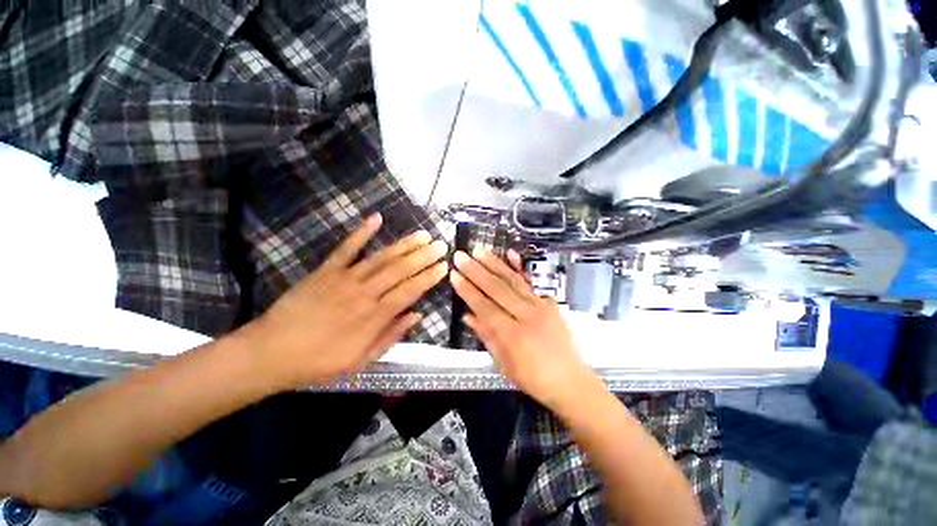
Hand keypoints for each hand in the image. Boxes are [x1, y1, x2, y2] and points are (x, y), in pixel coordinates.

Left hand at [243, 214, 448, 388]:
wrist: (270, 353)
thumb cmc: (319, 362)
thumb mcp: (361, 361)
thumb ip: (391, 336)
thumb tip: (417, 315)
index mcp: (373, 317)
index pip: (409, 291)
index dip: (428, 278)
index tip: (444, 267)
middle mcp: (364, 293)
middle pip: (400, 270)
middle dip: (423, 256)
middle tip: (441, 245)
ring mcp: (344, 278)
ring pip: (381, 258)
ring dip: (404, 245)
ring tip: (422, 234)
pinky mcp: (326, 270)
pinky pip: (346, 248)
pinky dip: (361, 232)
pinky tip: (376, 219)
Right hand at [451, 247, 597, 409]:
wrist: (570, 381)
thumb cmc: (533, 378)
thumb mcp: (504, 363)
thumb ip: (486, 336)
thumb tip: (467, 315)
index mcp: (513, 335)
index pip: (485, 307)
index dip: (468, 291)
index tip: (454, 275)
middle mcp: (527, 316)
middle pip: (498, 289)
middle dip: (476, 271)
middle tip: (461, 256)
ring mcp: (540, 306)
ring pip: (513, 281)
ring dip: (494, 263)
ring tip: (479, 250)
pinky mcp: (549, 302)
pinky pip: (530, 283)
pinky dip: (519, 268)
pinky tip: (510, 253)